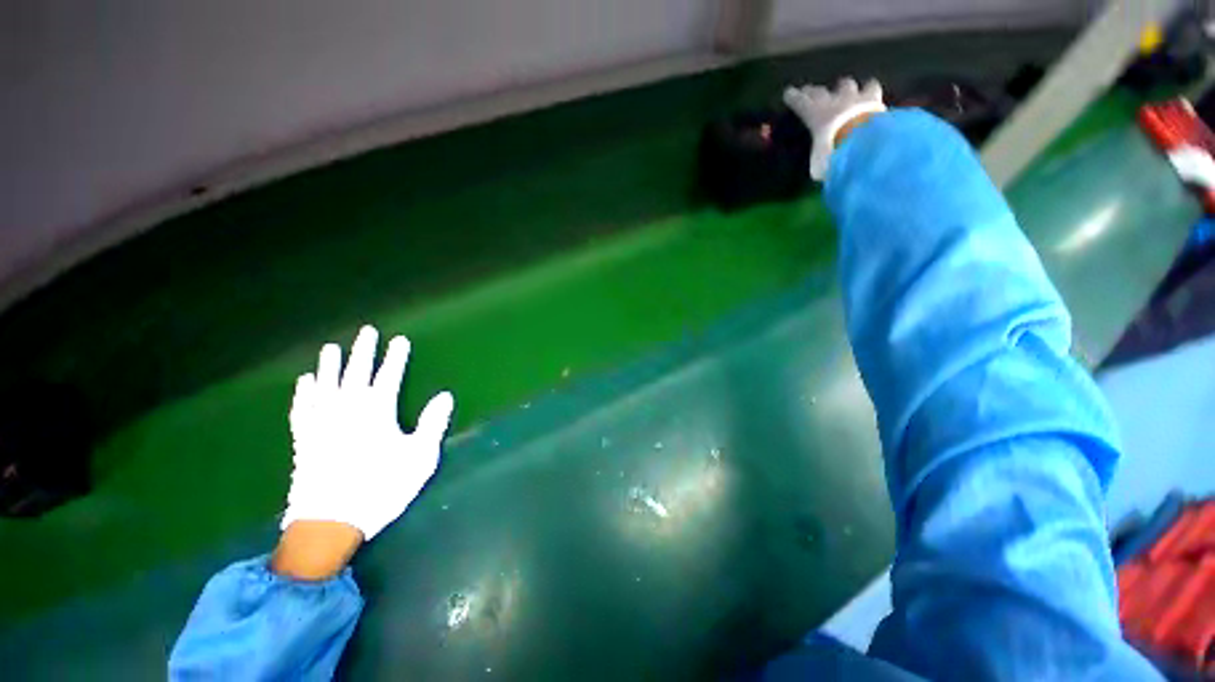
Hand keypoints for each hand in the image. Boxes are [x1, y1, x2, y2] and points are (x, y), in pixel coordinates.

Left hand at [281, 325, 454, 554]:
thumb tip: (445, 395)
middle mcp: (347, 409)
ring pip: (325, 385)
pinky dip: (303, 393)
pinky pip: (302, 408)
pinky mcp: (304, 439)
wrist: (330, 522)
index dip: (395, 357)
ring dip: (329, 365)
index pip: (389, 376)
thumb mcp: (419, 457)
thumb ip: (432, 423)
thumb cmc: (381, 487)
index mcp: (377, 412)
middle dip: (363, 351)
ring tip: (331, 348)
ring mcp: (321, 423)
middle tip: (366, 331)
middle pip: (356, 373)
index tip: (399, 339)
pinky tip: (304, 383)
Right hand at [783, 77, 886, 180]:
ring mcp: (854, 97)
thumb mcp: (818, 163)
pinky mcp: (874, 98)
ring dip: (845, 87)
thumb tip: (819, 167)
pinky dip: (870, 90)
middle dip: (815, 91)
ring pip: (847, 84)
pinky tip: (871, 93)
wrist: (863, 141)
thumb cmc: (833, 152)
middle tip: (811, 91)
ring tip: (846, 90)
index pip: (800, 103)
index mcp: (815, 115)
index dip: (793, 98)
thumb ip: (818, 159)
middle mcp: (832, 102)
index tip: (788, 93)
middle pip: (821, 91)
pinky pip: (872, 87)